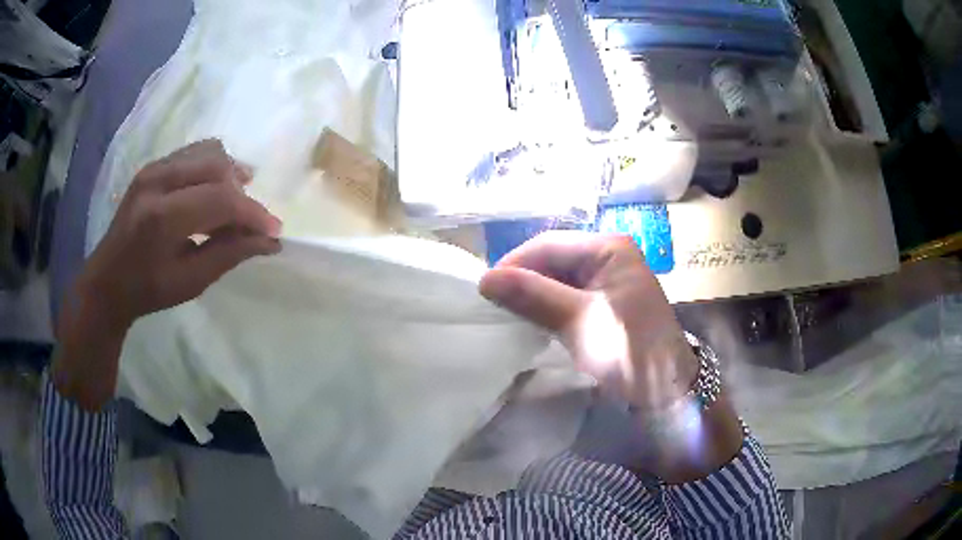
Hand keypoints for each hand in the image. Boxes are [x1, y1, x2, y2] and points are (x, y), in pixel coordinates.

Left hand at [81, 139, 281, 326]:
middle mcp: (158, 180)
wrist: (108, 280)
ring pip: (209, 152)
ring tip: (235, 202)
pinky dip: (213, 167)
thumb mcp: (190, 282)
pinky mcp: (153, 166)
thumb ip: (229, 255)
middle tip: (248, 222)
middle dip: (242, 193)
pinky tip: (214, 190)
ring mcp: (154, 168)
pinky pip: (194, 153)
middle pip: (218, 166)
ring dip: (229, 175)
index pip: (220, 199)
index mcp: (162, 217)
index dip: (252, 213)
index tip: (274, 231)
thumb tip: (269, 241)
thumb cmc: (147, 290)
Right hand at [480, 231, 696, 411]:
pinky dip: (545, 308)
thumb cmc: (628, 349)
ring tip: (506, 314)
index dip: (514, 264)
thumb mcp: (580, 320)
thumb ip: (534, 296)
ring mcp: (606, 281)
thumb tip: (485, 278)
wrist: (665, 390)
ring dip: (531, 295)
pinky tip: (530, 321)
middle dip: (522, 280)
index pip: (549, 245)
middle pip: (552, 259)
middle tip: (493, 305)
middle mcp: (607, 257)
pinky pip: (565, 297)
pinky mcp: (602, 304)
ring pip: (556, 279)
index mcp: (609, 248)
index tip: (485, 290)